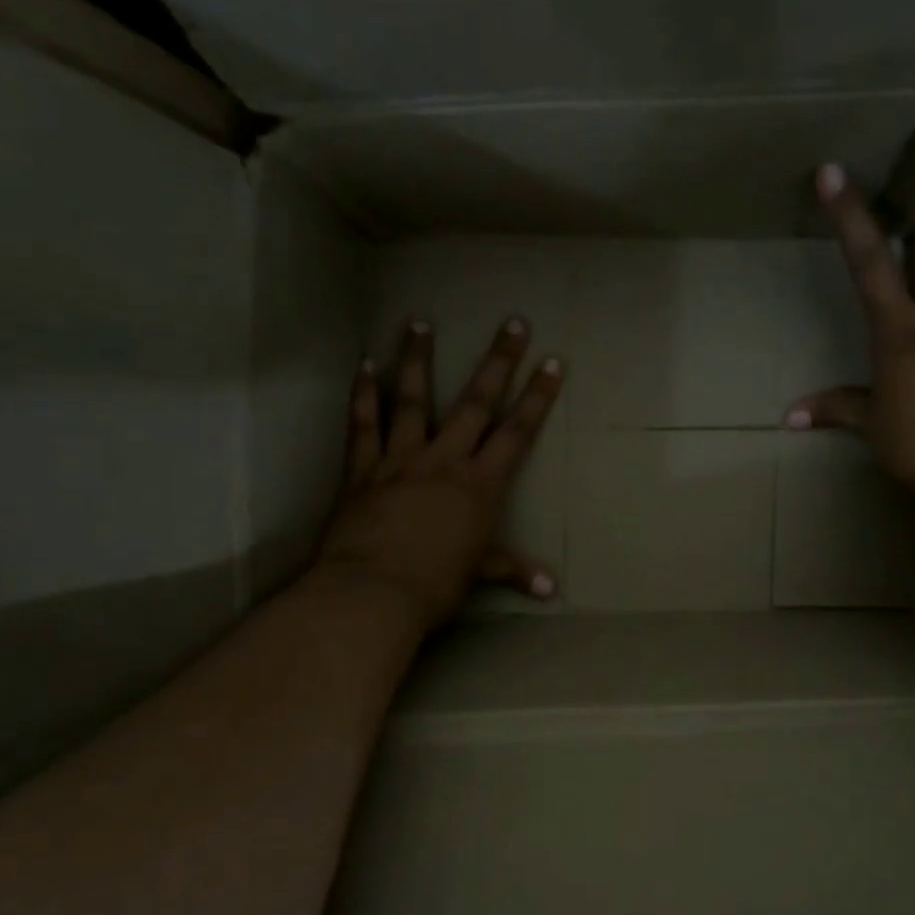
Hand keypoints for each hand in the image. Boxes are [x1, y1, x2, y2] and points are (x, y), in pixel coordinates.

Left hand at [313, 317, 563, 631]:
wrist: (371, 592)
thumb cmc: (434, 585)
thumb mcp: (479, 575)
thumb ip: (513, 570)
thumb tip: (551, 590)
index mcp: (478, 485)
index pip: (516, 433)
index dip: (536, 398)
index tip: (551, 363)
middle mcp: (443, 461)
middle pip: (475, 403)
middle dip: (498, 362)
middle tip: (512, 323)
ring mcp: (399, 460)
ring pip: (412, 400)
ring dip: (418, 360)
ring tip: (420, 322)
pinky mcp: (362, 469)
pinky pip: (363, 424)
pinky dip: (363, 394)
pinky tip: (364, 364)